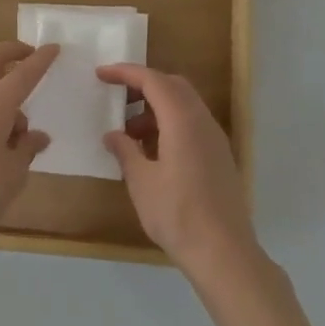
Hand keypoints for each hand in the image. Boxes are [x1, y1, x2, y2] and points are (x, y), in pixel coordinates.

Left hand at [0, 42, 56, 246]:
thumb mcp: (14, 171)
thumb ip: (26, 148)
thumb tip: (36, 136)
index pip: (22, 74)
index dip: (40, 60)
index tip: (53, 48)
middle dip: (10, 51)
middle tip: (30, 57)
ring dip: (3, 94)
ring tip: (21, 136)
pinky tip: (2, 146)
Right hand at [98, 63, 261, 276]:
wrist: (223, 252)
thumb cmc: (177, 214)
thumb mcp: (141, 182)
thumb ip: (126, 151)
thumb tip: (113, 135)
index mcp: (183, 122)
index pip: (153, 81)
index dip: (126, 73)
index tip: (101, 74)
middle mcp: (203, 123)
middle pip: (174, 86)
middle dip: (143, 85)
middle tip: (116, 98)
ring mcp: (215, 140)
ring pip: (185, 106)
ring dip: (155, 108)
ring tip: (129, 134)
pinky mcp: (219, 158)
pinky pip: (192, 125)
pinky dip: (169, 124)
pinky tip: (151, 151)